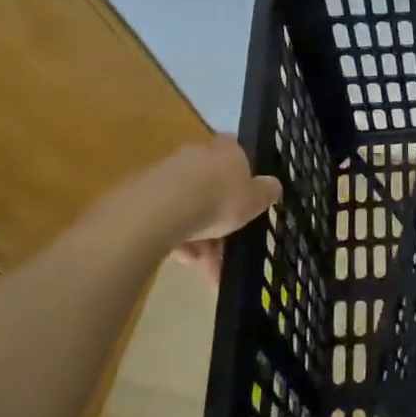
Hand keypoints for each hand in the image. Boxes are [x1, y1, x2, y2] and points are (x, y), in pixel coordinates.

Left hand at [86, 135, 279, 268]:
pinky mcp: (142, 195)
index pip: (237, 153)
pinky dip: (178, 239)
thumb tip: (273, 186)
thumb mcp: (255, 200)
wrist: (160, 210)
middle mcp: (196, 155)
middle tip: (228, 245)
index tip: (247, 200)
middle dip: (220, 216)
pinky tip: (184, 261)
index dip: (243, 175)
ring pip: (190, 206)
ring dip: (200, 235)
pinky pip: (168, 219)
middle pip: (212, 185)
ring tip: (206, 266)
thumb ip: (266, 192)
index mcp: (226, 150)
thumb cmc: (218, 199)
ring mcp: (166, 174)